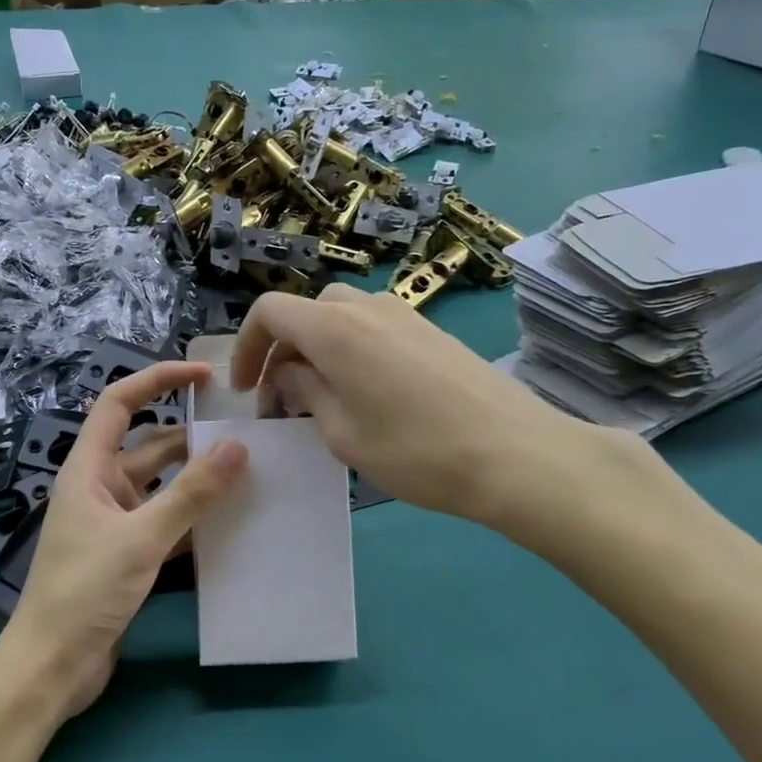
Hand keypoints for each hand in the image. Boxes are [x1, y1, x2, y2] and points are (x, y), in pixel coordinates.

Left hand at [0, 361, 247, 718]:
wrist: (52, 667)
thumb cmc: (84, 592)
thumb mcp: (141, 538)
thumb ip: (191, 494)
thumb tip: (239, 447)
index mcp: (88, 469)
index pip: (119, 403)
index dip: (158, 379)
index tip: (204, 375)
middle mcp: (99, 488)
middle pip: (148, 446)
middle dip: (191, 437)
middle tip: (245, 433)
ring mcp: (112, 523)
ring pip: (161, 487)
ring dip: (196, 480)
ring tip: (248, 473)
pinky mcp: (125, 555)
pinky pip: (164, 523)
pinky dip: (191, 518)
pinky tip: (229, 521)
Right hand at [232, 287, 662, 560]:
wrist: (515, 453)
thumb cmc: (416, 451)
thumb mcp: (343, 433)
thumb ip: (306, 392)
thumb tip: (289, 373)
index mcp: (334, 328)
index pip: (269, 310)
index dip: (246, 346)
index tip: (246, 389)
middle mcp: (366, 307)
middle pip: (307, 310)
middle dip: (283, 349)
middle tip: (282, 397)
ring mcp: (405, 314)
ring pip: (341, 317)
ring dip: (318, 348)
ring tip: (323, 397)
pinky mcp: (432, 330)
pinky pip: (374, 327)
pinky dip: (352, 349)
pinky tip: (368, 393)